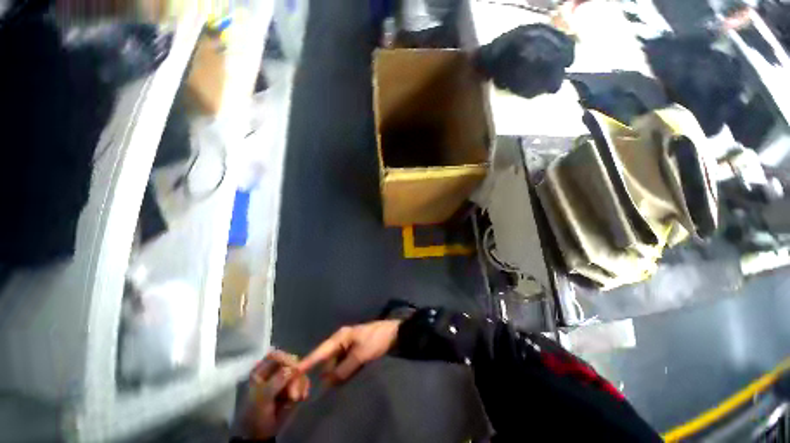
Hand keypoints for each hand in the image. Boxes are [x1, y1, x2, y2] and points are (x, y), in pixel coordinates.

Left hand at [242, 350, 309, 438]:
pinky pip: (304, 380)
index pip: (276, 356)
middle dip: (295, 377)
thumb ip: (276, 382)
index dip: (286, 359)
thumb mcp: (261, 399)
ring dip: (300, 384)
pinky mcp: (294, 386)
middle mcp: (274, 371)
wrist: (260, 435)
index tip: (294, 370)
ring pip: (300, 371)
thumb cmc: (255, 415)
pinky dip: (304, 388)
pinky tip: (302, 397)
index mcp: (261, 370)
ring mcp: (285, 378)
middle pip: (291, 362)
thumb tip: (293, 369)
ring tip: (296, 399)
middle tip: (293, 394)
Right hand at [297, 320, 401, 383]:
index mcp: (340, 337)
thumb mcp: (360, 355)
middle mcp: (341, 340)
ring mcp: (348, 346)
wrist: (394, 334)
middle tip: (324, 387)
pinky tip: (345, 378)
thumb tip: (328, 383)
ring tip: (340, 383)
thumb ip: (343, 369)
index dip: (307, 362)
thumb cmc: (376, 340)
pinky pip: (343, 364)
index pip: (320, 351)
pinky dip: (343, 371)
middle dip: (325, 373)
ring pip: (335, 363)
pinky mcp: (354, 351)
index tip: (293, 372)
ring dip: (336, 374)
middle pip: (327, 360)